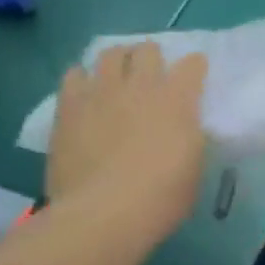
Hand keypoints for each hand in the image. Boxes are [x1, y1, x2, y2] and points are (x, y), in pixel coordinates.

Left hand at [46, 43, 208, 249]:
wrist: (102, 216)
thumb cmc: (158, 199)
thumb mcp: (194, 168)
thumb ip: (190, 137)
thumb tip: (185, 127)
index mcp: (178, 99)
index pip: (193, 64)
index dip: (194, 68)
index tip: (193, 79)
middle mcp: (142, 85)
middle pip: (148, 49)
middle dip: (150, 59)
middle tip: (148, 78)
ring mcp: (103, 91)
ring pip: (110, 53)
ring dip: (117, 63)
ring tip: (114, 80)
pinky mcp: (70, 105)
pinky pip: (74, 75)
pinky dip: (81, 80)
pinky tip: (83, 95)